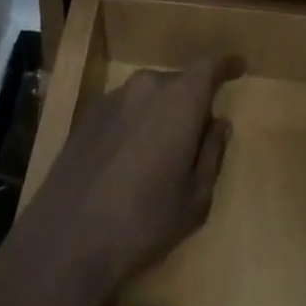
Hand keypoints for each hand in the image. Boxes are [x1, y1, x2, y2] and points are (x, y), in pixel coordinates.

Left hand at [11, 55, 242, 304]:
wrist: (67, 239)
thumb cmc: (144, 221)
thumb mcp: (195, 199)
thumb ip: (212, 153)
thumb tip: (218, 123)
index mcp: (180, 99)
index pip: (209, 67)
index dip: (226, 65)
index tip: (238, 66)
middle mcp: (147, 86)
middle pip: (178, 83)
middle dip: (191, 102)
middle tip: (196, 137)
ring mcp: (114, 97)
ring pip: (150, 96)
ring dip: (161, 115)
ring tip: (160, 155)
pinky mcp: (89, 115)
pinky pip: (125, 109)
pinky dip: (135, 124)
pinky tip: (128, 162)